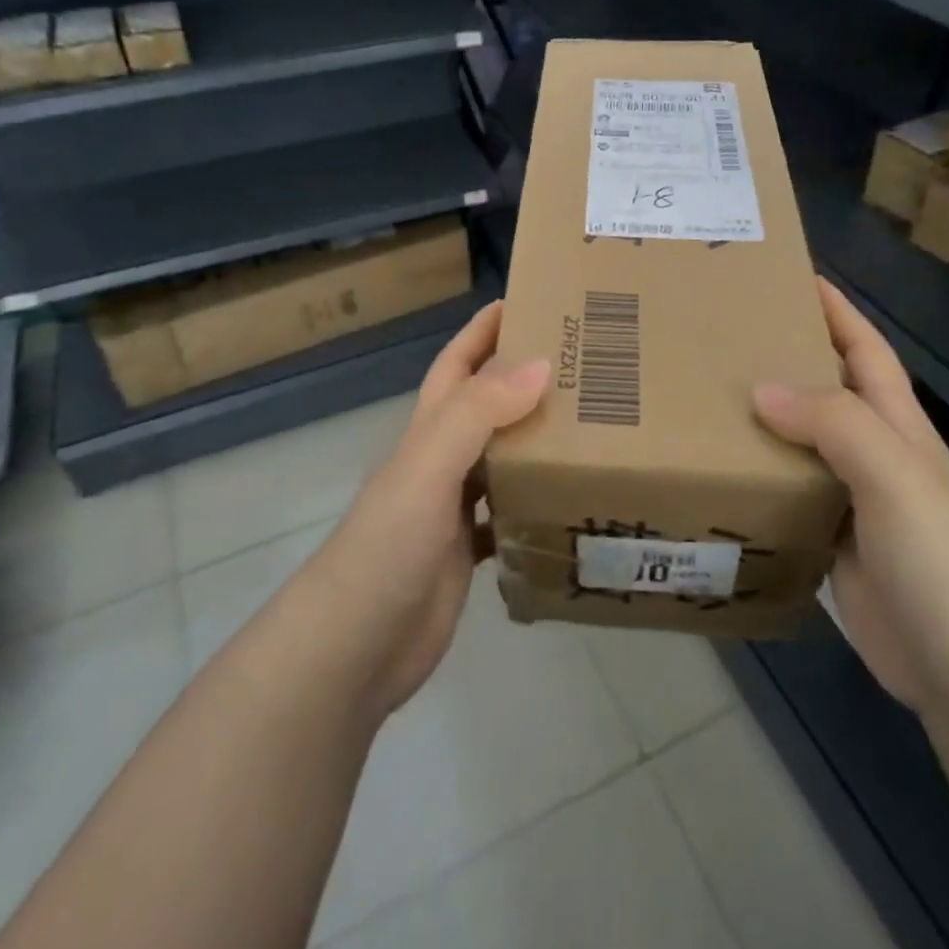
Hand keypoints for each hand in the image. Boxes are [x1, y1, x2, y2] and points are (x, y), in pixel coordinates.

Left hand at [316, 301, 547, 717]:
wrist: (354, 648)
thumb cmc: (387, 546)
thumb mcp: (429, 467)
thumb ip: (479, 413)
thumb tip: (542, 362)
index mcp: (430, 430)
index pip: (458, 363)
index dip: (485, 329)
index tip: (530, 300)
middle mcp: (442, 460)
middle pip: (487, 405)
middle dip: (526, 378)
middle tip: (586, 364)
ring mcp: (454, 508)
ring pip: (504, 457)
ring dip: (538, 439)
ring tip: (595, 424)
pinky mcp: (469, 552)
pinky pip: (511, 514)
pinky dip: (538, 502)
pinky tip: (572, 500)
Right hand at [753, 280, 948, 717]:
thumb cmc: (940, 559)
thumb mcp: (893, 474)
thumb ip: (832, 423)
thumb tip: (760, 389)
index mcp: (897, 425)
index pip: (864, 348)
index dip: (834, 309)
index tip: (787, 276)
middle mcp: (875, 454)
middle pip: (826, 390)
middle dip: (784, 357)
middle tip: (721, 337)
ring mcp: (854, 501)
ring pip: (801, 443)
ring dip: (763, 419)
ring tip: (706, 397)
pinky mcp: (832, 543)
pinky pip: (789, 494)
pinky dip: (760, 477)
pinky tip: (720, 471)